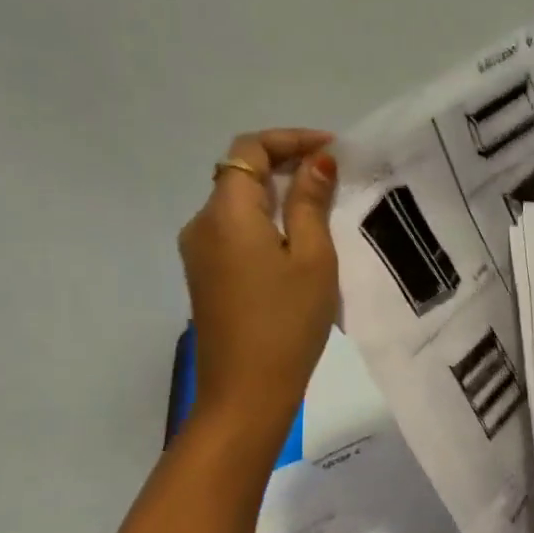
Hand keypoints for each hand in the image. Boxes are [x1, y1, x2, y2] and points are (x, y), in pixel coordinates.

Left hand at [178, 129, 338, 441]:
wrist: (245, 392)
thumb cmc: (286, 322)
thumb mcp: (312, 258)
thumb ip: (311, 203)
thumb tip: (316, 163)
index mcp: (227, 211)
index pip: (250, 149)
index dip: (291, 140)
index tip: (332, 150)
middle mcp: (202, 223)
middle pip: (240, 173)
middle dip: (286, 164)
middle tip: (334, 176)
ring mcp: (199, 252)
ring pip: (238, 203)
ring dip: (277, 195)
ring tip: (323, 207)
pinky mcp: (205, 276)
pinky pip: (235, 231)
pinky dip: (265, 222)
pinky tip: (297, 241)